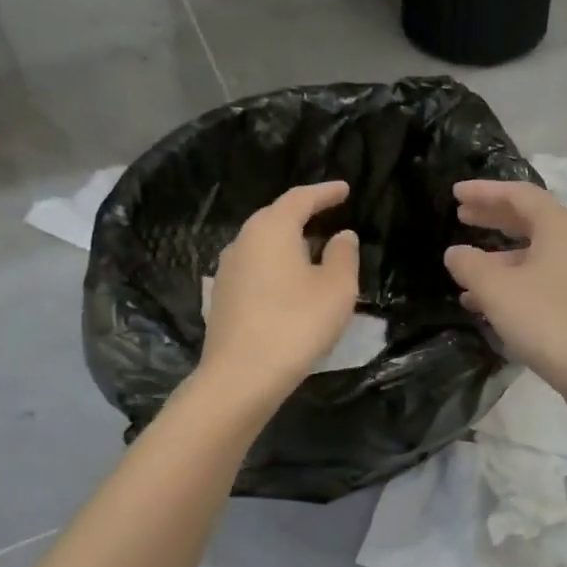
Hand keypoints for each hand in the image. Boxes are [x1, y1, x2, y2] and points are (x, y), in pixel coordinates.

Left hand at [201, 182, 360, 399]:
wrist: (242, 376)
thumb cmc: (296, 324)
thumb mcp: (336, 288)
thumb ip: (343, 255)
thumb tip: (341, 236)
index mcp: (271, 229)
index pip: (300, 198)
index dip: (325, 192)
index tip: (344, 189)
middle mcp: (243, 242)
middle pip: (275, 218)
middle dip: (303, 215)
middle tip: (329, 216)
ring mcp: (227, 271)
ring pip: (263, 245)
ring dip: (289, 244)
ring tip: (313, 251)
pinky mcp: (223, 298)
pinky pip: (255, 269)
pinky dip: (277, 267)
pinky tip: (290, 285)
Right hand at [444, 180, 566, 407]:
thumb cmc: (547, 320)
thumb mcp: (497, 290)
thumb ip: (470, 265)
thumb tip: (456, 253)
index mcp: (560, 226)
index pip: (519, 194)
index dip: (485, 192)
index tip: (455, 193)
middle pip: (530, 220)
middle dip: (493, 219)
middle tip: (461, 217)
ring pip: (535, 254)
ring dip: (499, 258)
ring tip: (465, 270)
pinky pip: (544, 278)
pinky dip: (515, 281)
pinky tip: (489, 303)